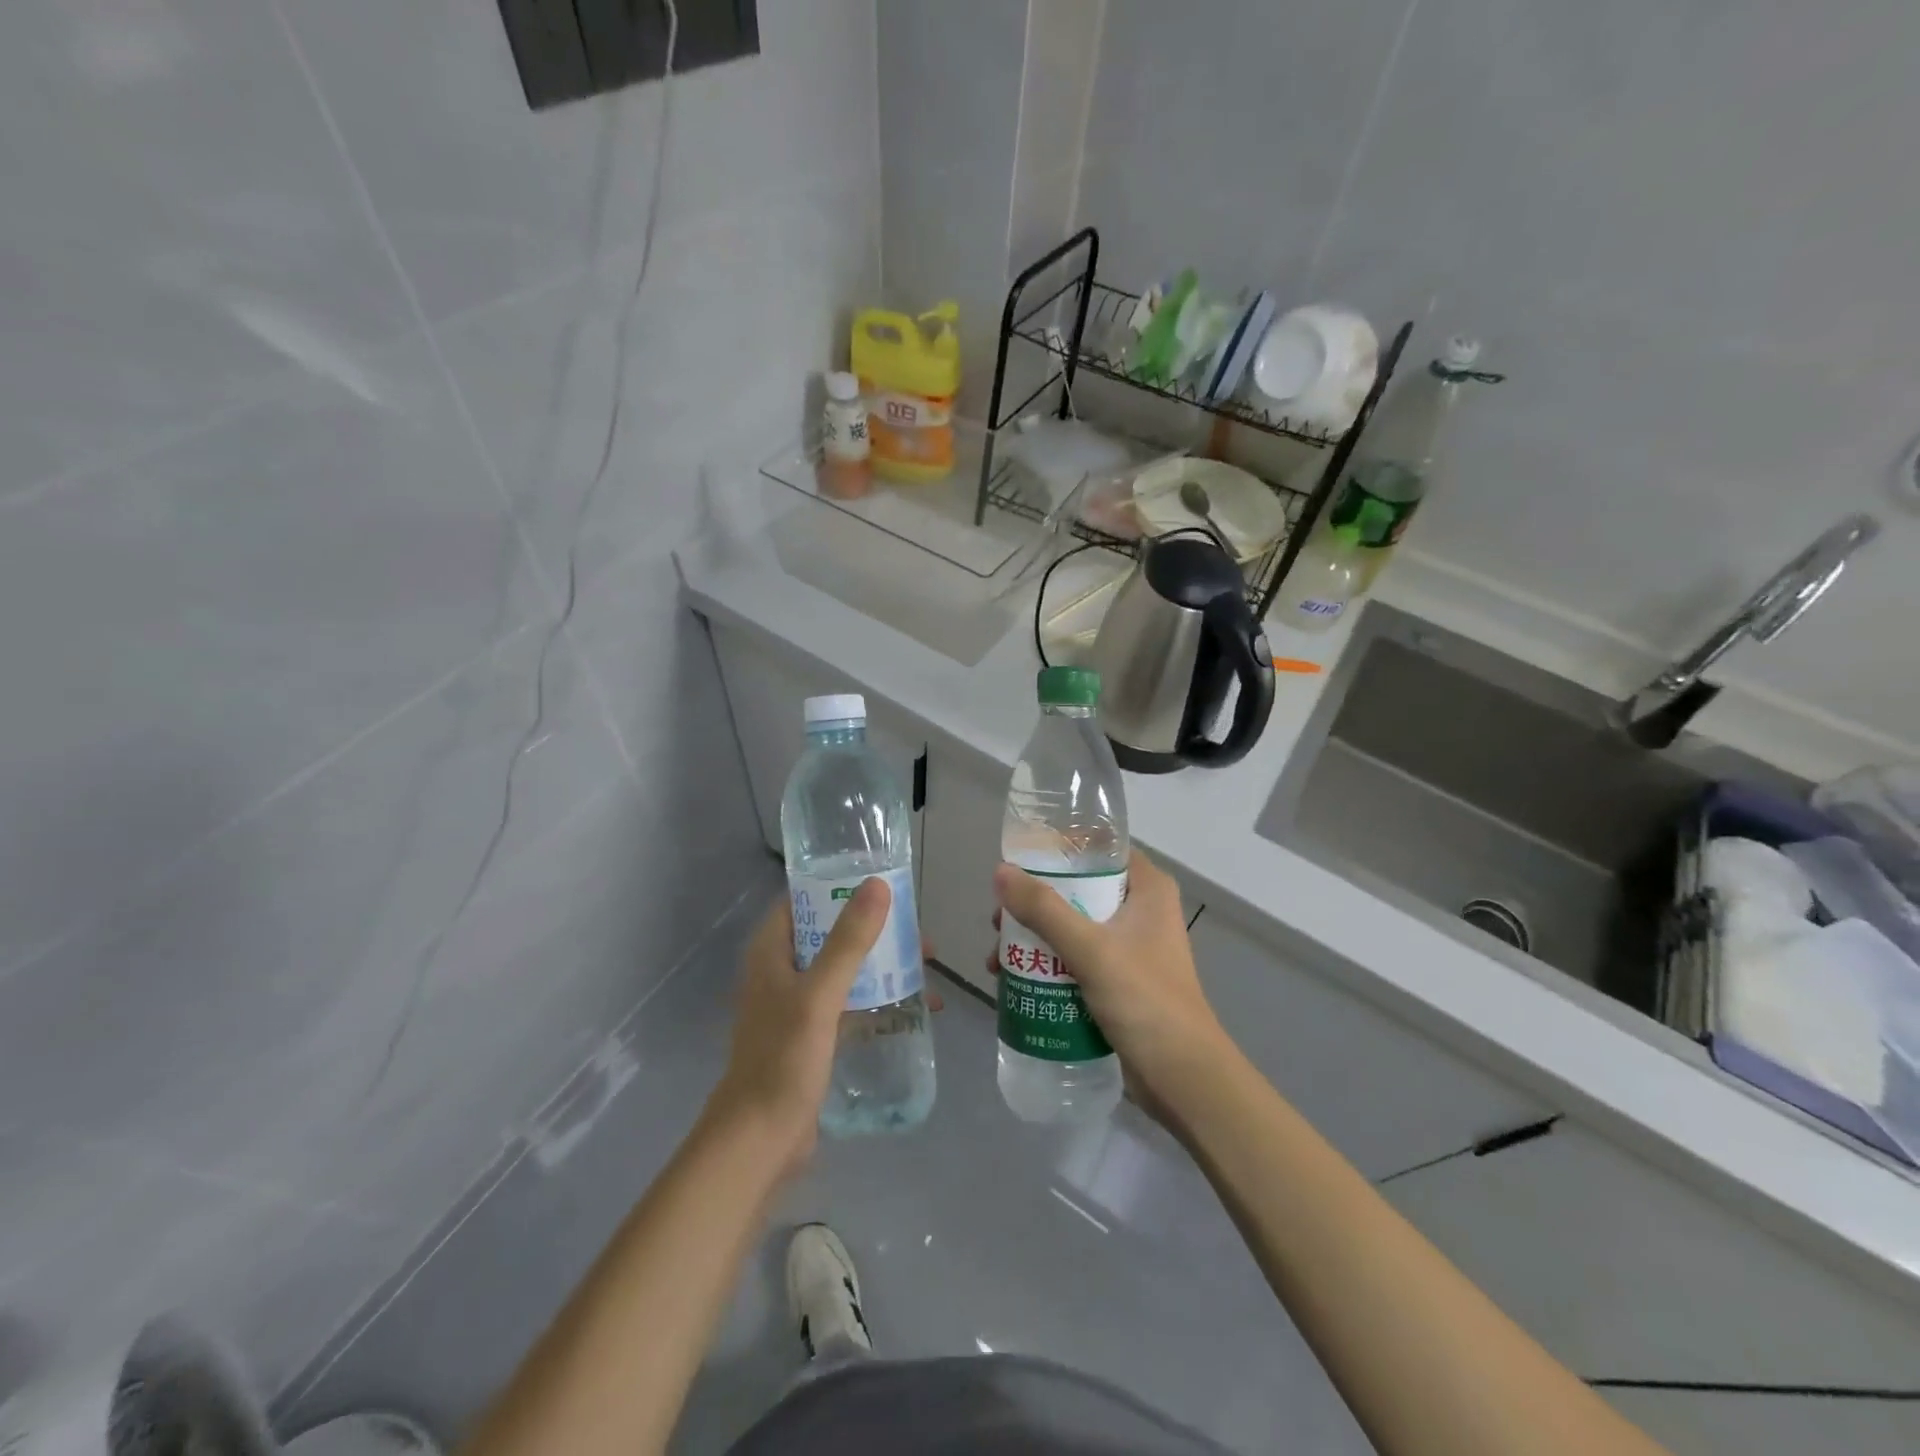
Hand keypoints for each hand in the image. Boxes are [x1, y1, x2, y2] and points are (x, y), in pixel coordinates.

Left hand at [707, 878, 889, 1176]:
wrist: (760, 1141)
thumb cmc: (783, 1059)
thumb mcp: (820, 995)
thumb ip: (849, 941)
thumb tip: (878, 886)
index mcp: (770, 951)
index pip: (803, 900)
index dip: (839, 886)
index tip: (883, 882)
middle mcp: (780, 970)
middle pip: (830, 934)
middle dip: (874, 930)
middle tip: (915, 932)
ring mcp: (796, 1005)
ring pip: (844, 969)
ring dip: (882, 964)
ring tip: (926, 965)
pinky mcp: (812, 1035)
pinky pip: (850, 1003)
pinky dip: (878, 998)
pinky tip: (915, 1006)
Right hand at [991, 848, 1230, 1117]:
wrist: (1183, 1079)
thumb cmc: (1144, 1000)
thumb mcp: (1090, 949)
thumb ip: (1044, 909)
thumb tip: (1000, 872)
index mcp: (1148, 889)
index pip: (1099, 850)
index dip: (1058, 851)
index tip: (1017, 864)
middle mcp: (1142, 910)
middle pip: (1079, 890)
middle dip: (1035, 904)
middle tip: (999, 920)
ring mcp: (1132, 948)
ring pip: (1073, 927)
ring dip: (1036, 939)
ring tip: (997, 958)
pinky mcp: (1121, 981)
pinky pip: (1077, 959)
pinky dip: (1049, 965)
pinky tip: (1016, 981)